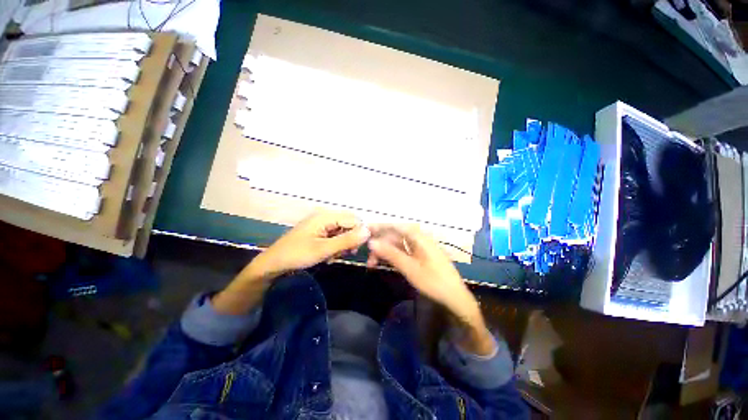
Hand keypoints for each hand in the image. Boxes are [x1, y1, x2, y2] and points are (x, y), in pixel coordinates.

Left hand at [258, 209, 370, 276]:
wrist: (273, 264)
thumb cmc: (297, 255)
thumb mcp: (324, 249)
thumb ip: (347, 240)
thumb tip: (368, 231)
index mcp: (326, 216)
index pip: (354, 220)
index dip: (359, 234)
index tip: (354, 250)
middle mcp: (325, 216)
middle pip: (349, 224)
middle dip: (350, 240)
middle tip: (342, 254)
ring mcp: (321, 224)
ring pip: (343, 231)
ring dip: (342, 245)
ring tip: (332, 257)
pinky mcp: (319, 231)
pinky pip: (335, 236)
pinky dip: (335, 246)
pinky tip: (328, 256)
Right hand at [367, 224, 494, 354]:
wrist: (455, 298)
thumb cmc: (434, 281)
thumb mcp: (410, 268)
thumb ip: (390, 253)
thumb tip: (372, 242)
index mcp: (419, 237)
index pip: (395, 226)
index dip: (380, 227)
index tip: (365, 230)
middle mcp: (419, 238)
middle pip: (395, 235)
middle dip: (380, 243)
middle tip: (367, 255)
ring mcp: (420, 247)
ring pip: (398, 244)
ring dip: (385, 251)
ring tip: (372, 263)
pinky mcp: (420, 256)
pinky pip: (403, 251)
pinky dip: (392, 256)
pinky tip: (385, 262)